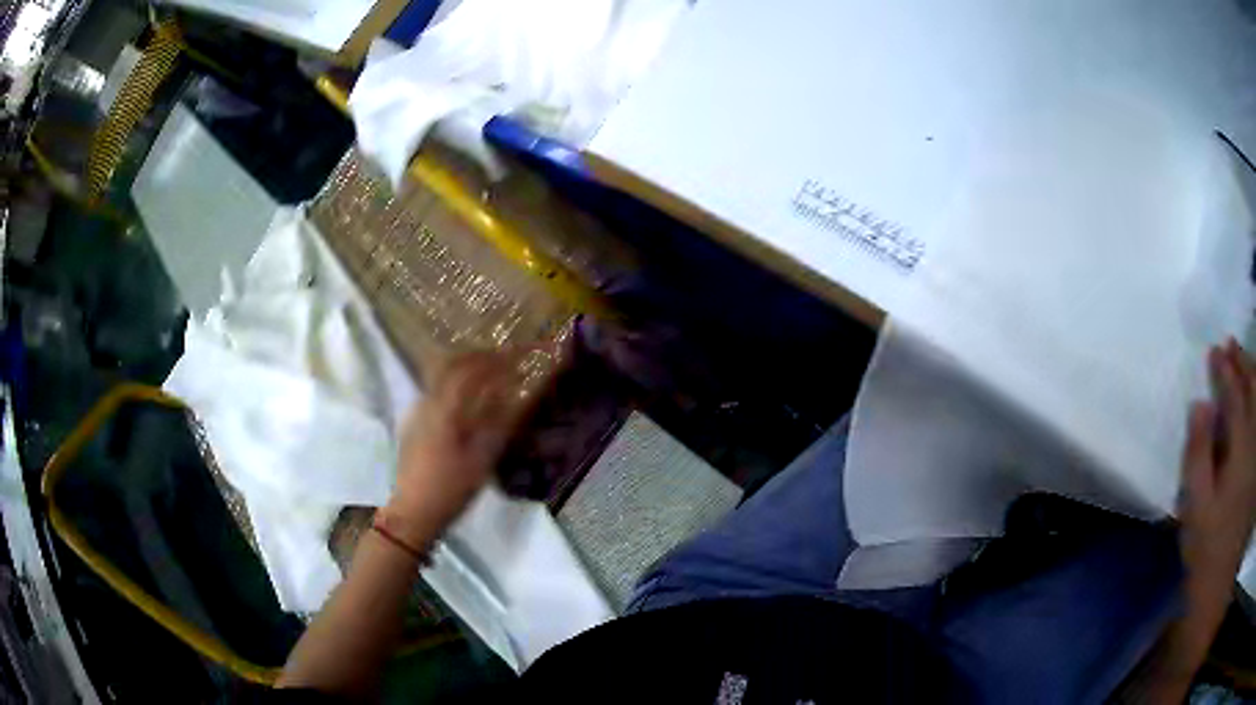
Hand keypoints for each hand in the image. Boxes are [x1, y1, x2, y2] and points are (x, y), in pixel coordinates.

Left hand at [380, 347, 560, 546]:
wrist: (413, 512)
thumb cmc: (450, 488)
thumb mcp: (481, 459)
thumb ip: (496, 422)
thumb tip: (510, 394)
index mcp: (443, 408)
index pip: (470, 369)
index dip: (495, 359)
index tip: (517, 355)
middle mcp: (427, 403)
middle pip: (451, 366)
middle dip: (478, 358)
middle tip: (503, 358)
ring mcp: (417, 413)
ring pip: (442, 378)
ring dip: (466, 371)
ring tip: (490, 377)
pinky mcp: (414, 425)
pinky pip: (437, 394)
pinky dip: (456, 388)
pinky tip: (468, 403)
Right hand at [1178, 339, 1255, 609]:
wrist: (1219, 586)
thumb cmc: (1207, 550)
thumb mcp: (1197, 509)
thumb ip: (1198, 454)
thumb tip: (1200, 404)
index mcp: (1240, 450)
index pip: (1234, 396)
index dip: (1224, 371)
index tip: (1213, 351)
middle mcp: (1254, 443)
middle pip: (1253, 390)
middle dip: (1242, 362)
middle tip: (1230, 343)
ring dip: (1253, 375)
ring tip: (1243, 358)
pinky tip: (1255, 398)